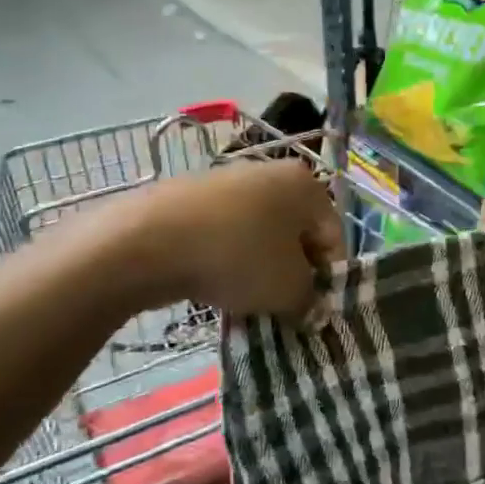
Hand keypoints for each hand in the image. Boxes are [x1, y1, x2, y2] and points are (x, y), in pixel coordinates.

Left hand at [127, 159, 344, 318]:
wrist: (150, 239)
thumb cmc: (238, 257)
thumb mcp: (287, 290)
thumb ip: (309, 301)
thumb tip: (312, 309)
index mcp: (305, 185)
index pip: (333, 236)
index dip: (329, 278)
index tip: (314, 310)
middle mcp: (272, 173)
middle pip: (296, 233)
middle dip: (293, 273)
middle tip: (283, 308)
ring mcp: (230, 181)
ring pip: (260, 235)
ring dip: (260, 268)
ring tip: (246, 301)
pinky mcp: (195, 196)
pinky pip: (227, 233)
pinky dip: (228, 258)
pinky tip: (214, 284)